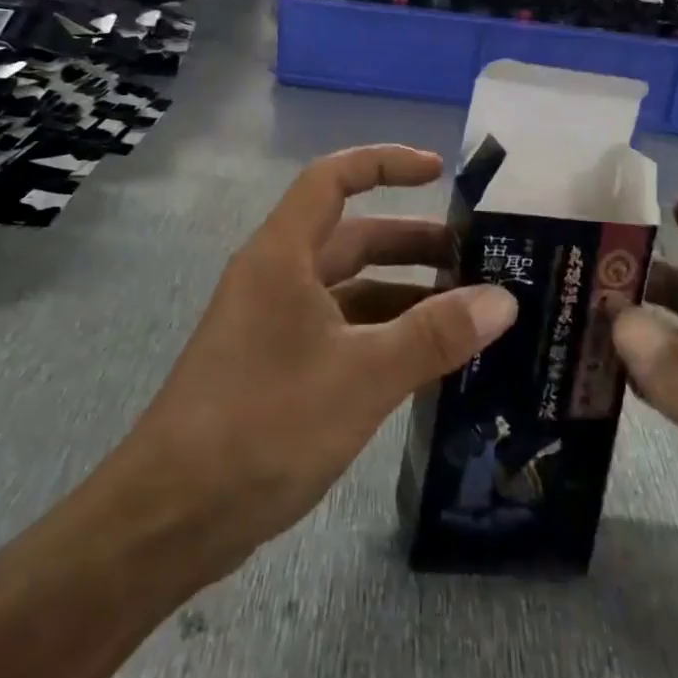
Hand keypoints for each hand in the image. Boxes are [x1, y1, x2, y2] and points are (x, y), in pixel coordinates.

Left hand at [122, 144, 518, 582]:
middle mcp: (277, 278)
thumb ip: (435, 335)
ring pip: (350, 291)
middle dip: (412, 243)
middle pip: (351, 238)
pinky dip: (384, 337)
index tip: (439, 172)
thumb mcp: (363, 375)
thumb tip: (504, 299)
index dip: (385, 163)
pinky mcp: (278, 369)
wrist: (173, 514)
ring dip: (404, 296)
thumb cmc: (265, 422)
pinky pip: (342, 334)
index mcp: (283, 255)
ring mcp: (274, 325)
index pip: (333, 179)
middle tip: (477, 261)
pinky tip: (428, 364)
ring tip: (467, 315)